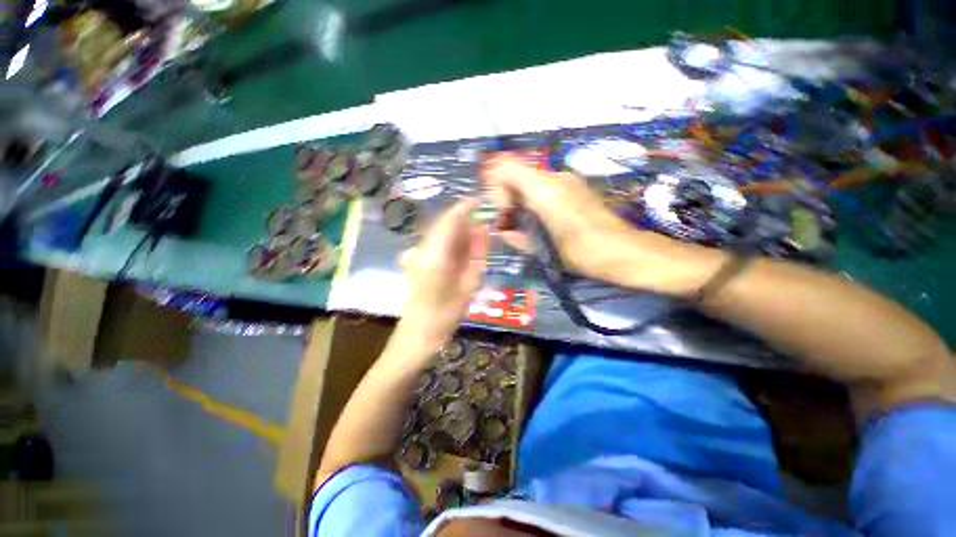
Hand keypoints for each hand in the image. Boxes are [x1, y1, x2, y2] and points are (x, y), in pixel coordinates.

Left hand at [399, 198, 489, 345]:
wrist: (420, 332)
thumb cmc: (448, 313)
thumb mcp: (470, 283)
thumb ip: (478, 253)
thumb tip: (484, 228)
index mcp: (436, 254)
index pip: (451, 219)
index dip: (467, 207)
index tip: (482, 202)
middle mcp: (422, 248)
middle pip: (445, 224)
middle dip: (464, 222)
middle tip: (483, 228)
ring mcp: (415, 252)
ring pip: (440, 233)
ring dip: (458, 233)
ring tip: (475, 243)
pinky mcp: (414, 258)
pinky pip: (436, 243)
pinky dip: (450, 243)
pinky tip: (461, 252)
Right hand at [482, 153, 726, 295]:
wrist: (623, 252)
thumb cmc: (581, 253)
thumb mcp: (542, 249)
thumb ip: (517, 236)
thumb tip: (505, 230)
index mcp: (544, 190)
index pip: (506, 168)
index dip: (496, 189)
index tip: (504, 214)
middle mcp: (555, 177)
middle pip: (518, 174)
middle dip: (508, 198)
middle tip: (511, 225)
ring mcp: (568, 180)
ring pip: (531, 182)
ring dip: (522, 201)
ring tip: (527, 227)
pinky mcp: (577, 187)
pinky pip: (546, 187)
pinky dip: (536, 201)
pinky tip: (542, 222)